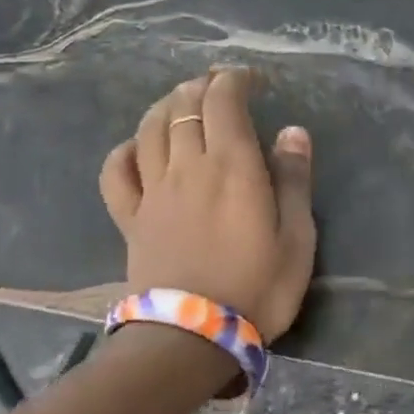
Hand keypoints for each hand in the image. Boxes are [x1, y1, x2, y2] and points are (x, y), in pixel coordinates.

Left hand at [97, 69, 316, 340]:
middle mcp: (187, 167)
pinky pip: (116, 172)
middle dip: (200, 87)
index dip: (233, 81)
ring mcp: (153, 192)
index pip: (223, 104)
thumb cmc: (259, 286)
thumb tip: (292, 131)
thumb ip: (294, 180)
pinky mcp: (131, 219)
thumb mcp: (297, 235)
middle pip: (182, 108)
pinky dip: (125, 149)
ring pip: (149, 130)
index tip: (250, 78)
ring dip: (164, 106)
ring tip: (180, 100)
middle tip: (218, 85)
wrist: (193, 336)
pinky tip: (137, 147)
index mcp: (232, 167)